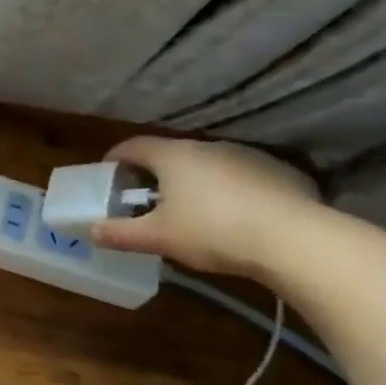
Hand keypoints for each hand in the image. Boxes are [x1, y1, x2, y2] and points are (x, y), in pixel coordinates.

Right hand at [88, 138, 322, 280]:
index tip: (106, 173)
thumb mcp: (158, 238)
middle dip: (154, 174)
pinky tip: (232, 217)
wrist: (294, 238)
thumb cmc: (212, 231)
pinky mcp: (278, 172)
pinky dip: (227, 191)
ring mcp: (246, 156)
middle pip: (170, 154)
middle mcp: (208, 147)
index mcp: (173, 156)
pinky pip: (240, 177)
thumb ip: (121, 233)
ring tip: (189, 211)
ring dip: (192, 182)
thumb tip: (91, 231)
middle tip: (144, 200)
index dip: (115, 158)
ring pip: (207, 165)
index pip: (133, 146)